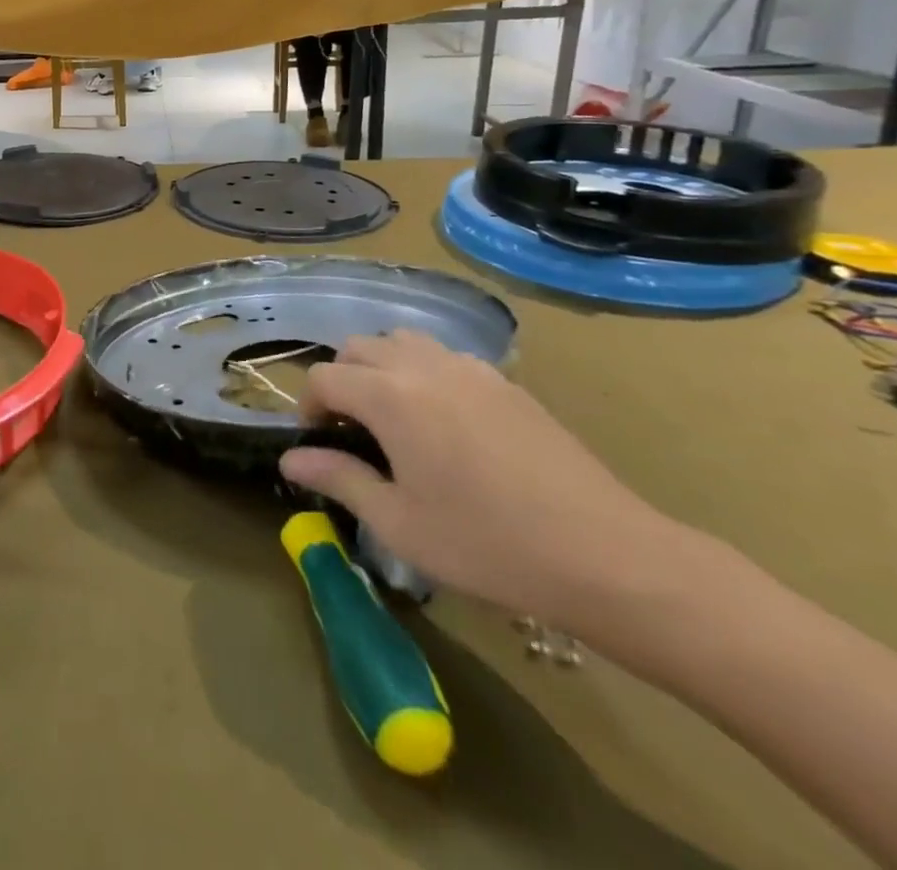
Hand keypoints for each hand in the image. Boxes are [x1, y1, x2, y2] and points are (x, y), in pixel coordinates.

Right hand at [279, 331, 678, 623]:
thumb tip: (291, 460)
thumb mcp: (399, 523)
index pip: (324, 377)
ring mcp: (469, 368)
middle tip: (352, 431)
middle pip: (359, 347)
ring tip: (394, 418)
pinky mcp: (506, 382)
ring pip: (403, 341)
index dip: (309, 407)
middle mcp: (423, 366)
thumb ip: (339, 479)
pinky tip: (446, 423)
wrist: (605, 555)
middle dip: (342, 380)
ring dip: (382, 368)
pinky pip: (446, 357)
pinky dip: (424, 372)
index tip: (318, 443)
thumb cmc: (486, 544)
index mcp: (389, 396)